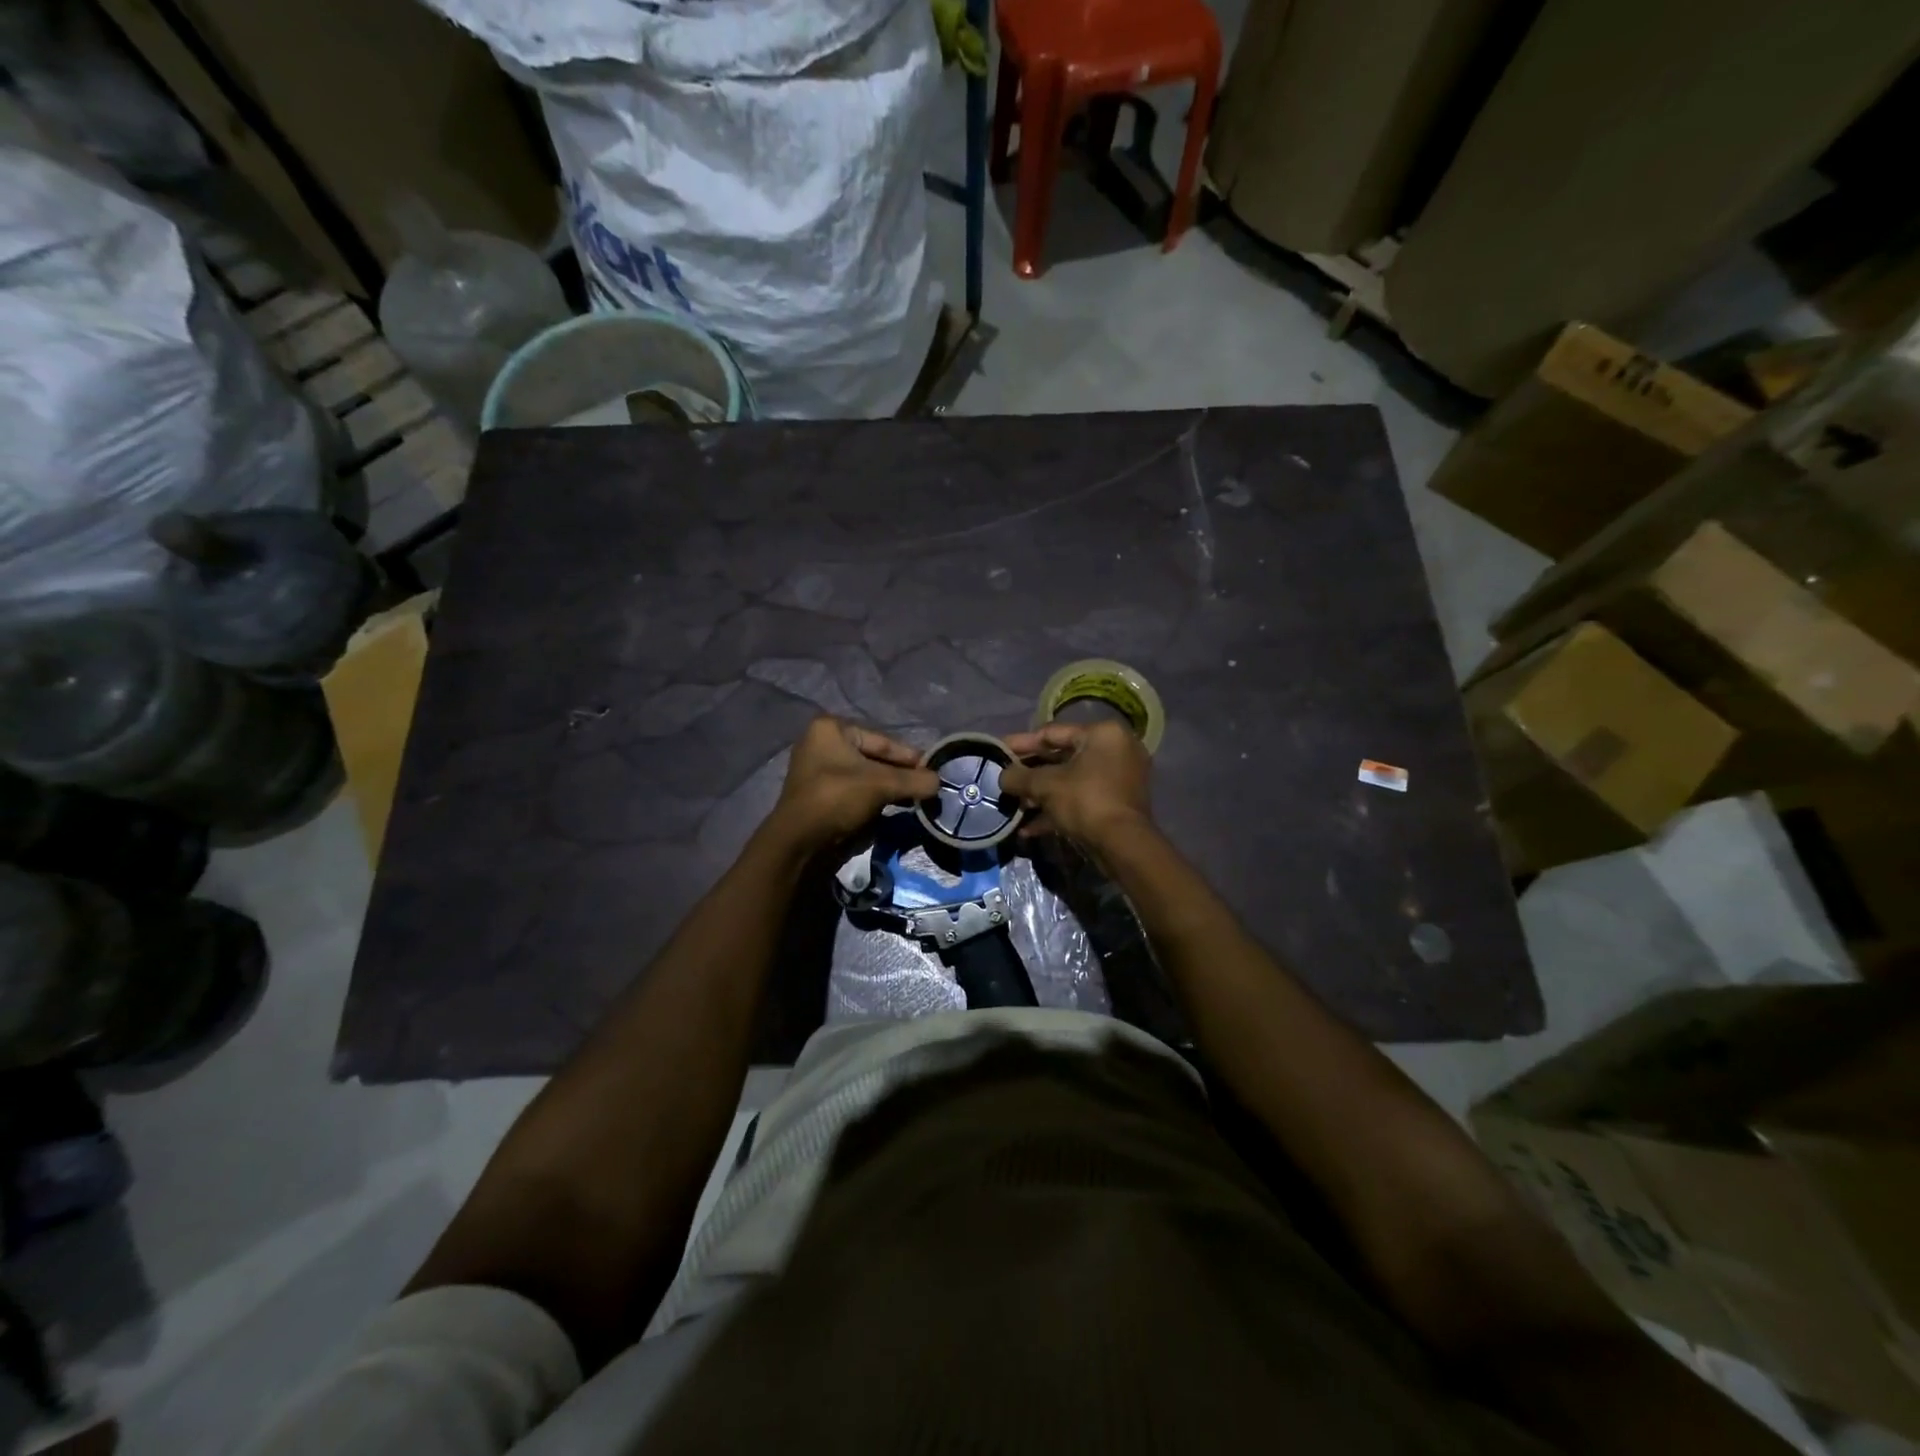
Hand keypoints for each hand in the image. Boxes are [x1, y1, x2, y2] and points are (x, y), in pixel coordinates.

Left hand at [768, 718, 939, 853]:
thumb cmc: (838, 799)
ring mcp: (820, 771)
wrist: (800, 843)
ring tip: (915, 799)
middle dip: (901, 774)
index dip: (910, 757)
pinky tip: (895, 808)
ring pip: (866, 776)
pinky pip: (856, 791)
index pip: (882, 741)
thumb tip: (939, 782)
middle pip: (875, 758)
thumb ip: (914, 780)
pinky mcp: (822, 796)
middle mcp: (822, 744)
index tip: (933, 770)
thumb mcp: (881, 785)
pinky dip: (875, 798)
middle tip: (927, 787)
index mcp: (831, 729)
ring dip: (890, 788)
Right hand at [1000, 720, 1152, 848]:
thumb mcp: (1045, 785)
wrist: (1123, 845)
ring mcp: (1119, 778)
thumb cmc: (1085, 801)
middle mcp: (1115, 750)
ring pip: (1071, 781)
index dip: (1021, 743)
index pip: (1052, 732)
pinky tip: (1029, 828)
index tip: (998, 749)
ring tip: (1015, 806)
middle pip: (1062, 757)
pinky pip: (1082, 798)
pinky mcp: (1117, 803)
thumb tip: (1002, 777)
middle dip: (1031, 772)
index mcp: (1102, 734)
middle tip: (1005, 779)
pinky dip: (1058, 809)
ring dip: (1041, 794)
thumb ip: (1019, 777)